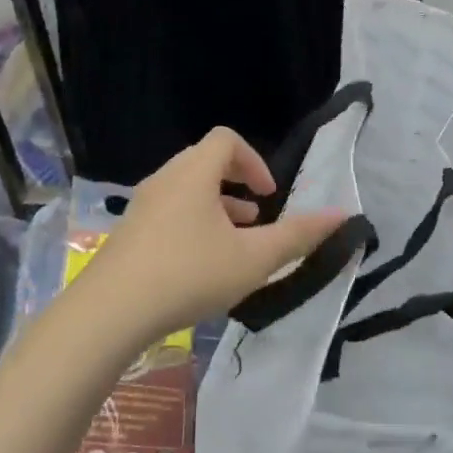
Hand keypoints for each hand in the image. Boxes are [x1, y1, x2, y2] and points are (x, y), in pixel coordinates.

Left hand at [67, 127, 348, 344]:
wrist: (109, 312)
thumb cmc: (189, 274)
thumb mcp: (253, 259)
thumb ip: (299, 236)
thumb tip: (343, 215)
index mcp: (194, 173)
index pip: (226, 140)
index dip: (254, 161)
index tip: (269, 195)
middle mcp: (165, 180)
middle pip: (205, 163)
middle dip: (237, 185)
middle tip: (256, 218)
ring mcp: (142, 207)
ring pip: (186, 191)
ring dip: (215, 207)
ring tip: (235, 243)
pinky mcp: (128, 234)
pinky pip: (168, 213)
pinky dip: (192, 224)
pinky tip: (200, 266)